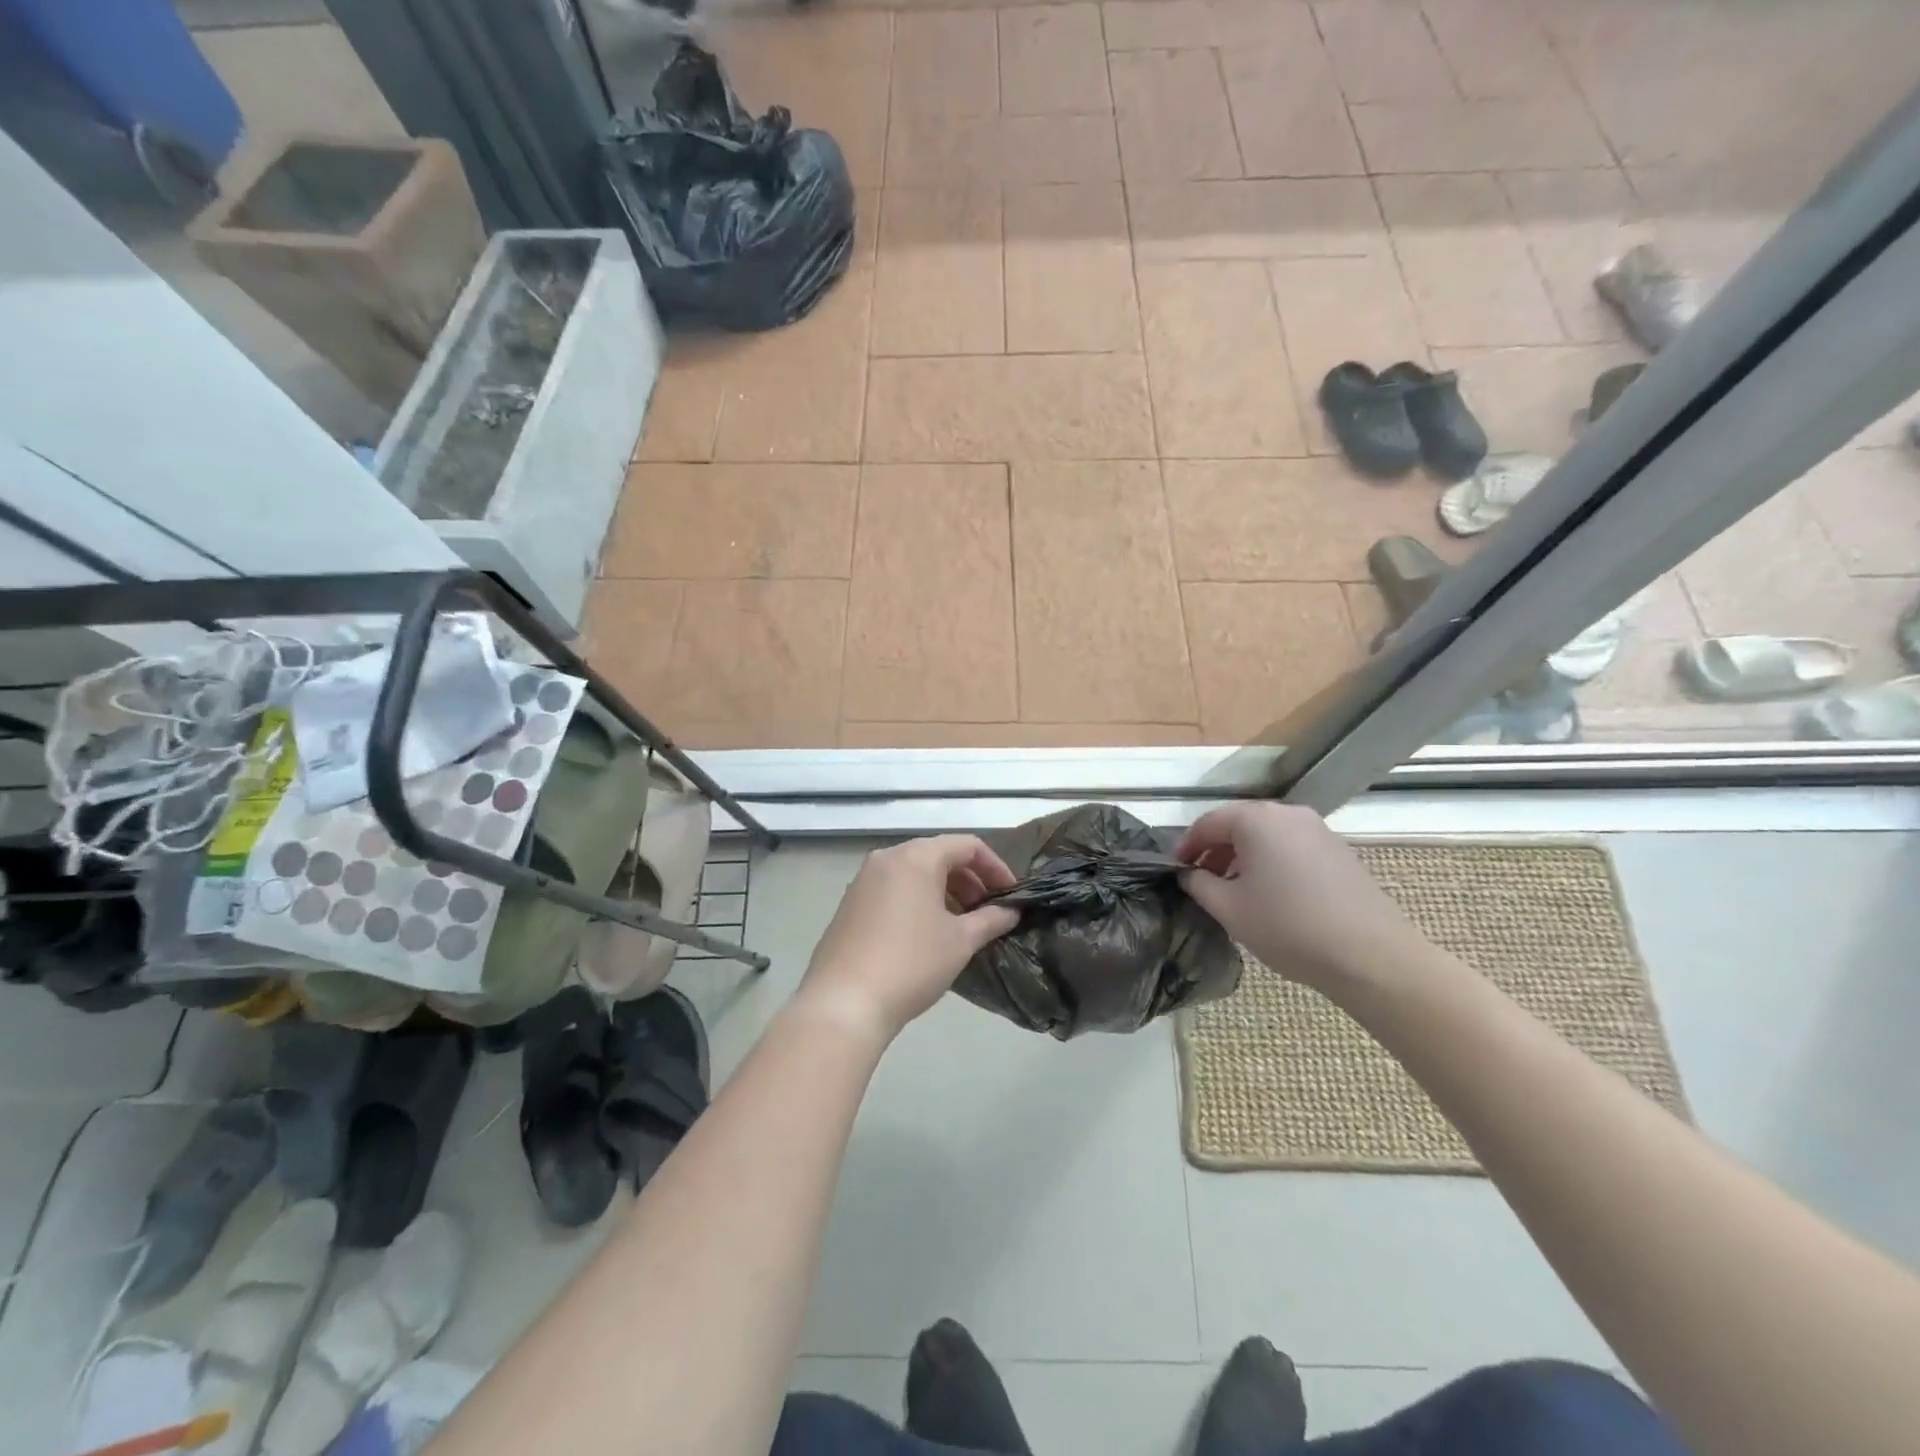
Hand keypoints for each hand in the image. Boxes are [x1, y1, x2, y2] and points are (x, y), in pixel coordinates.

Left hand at [798, 835, 1020, 1042]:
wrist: (844, 1003)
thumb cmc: (911, 963)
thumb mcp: (960, 941)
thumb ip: (991, 920)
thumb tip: (1011, 912)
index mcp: (916, 856)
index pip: (967, 845)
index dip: (996, 866)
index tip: (1011, 895)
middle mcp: (887, 858)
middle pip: (938, 855)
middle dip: (969, 880)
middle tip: (988, 911)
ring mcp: (863, 880)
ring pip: (914, 873)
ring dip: (944, 891)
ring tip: (961, 925)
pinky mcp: (849, 904)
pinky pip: (893, 890)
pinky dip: (917, 901)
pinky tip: (927, 934)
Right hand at [1175, 803, 1427, 994]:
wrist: (1371, 956)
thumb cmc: (1288, 926)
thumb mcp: (1228, 908)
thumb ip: (1198, 884)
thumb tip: (1188, 874)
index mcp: (1257, 819)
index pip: (1207, 823)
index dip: (1186, 846)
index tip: (1175, 871)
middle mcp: (1288, 814)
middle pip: (1239, 825)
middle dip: (1215, 851)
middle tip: (1200, 881)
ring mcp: (1318, 830)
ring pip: (1266, 836)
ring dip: (1243, 858)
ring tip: (1232, 891)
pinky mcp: (1338, 851)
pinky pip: (1291, 847)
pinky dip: (1271, 863)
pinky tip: (1269, 895)